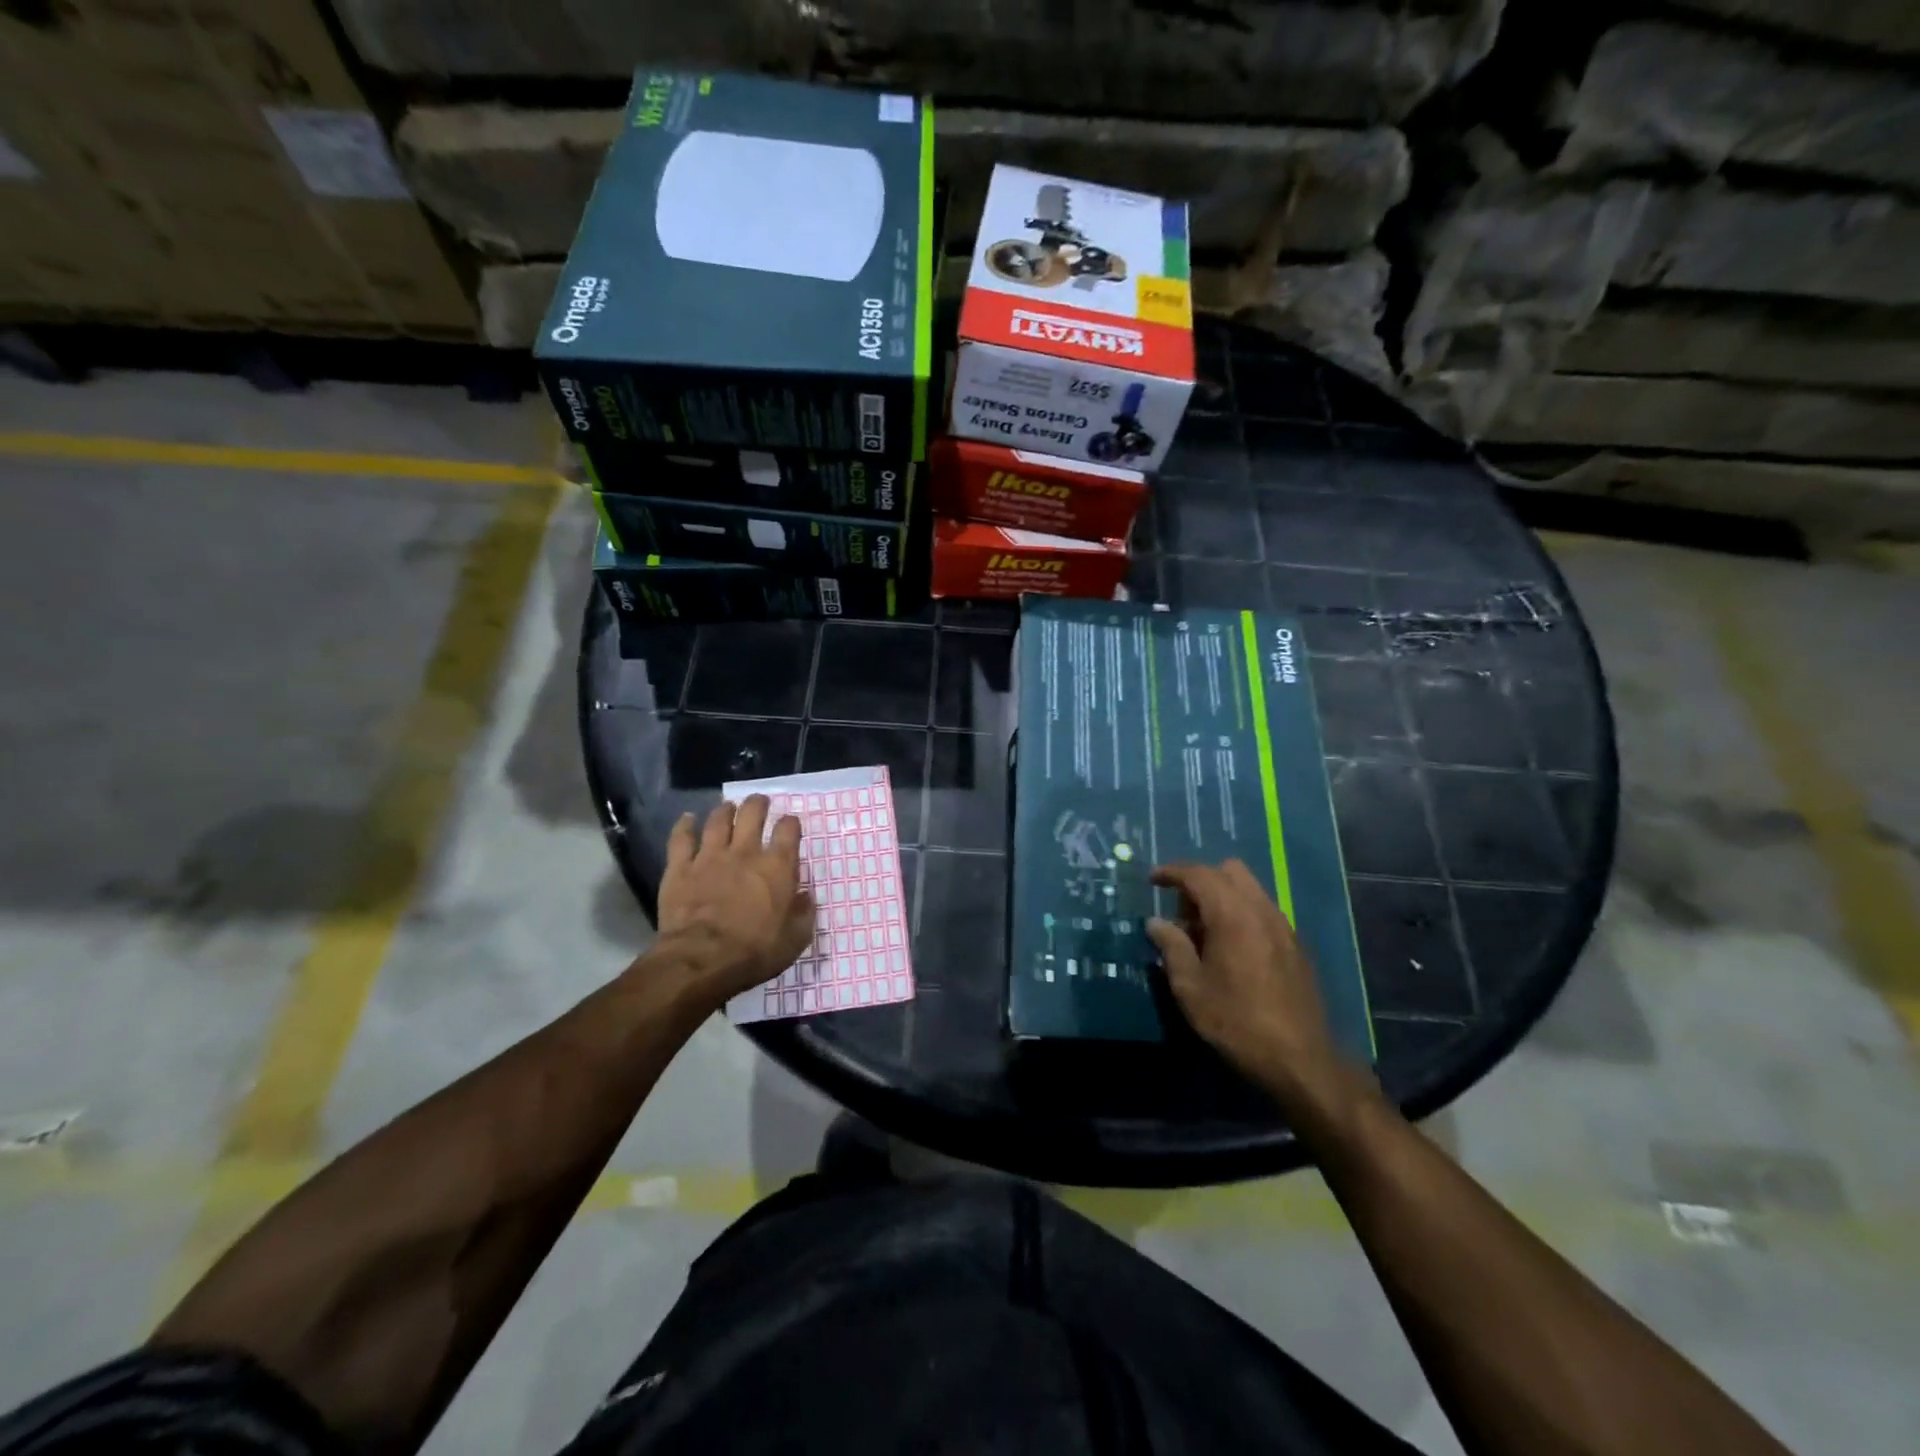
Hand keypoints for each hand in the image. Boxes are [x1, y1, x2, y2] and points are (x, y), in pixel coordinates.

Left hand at [653, 796, 813, 1008]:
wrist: (701, 961)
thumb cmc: (755, 952)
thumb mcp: (795, 939)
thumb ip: (804, 913)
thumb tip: (806, 895)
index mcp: (777, 867)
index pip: (788, 830)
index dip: (791, 823)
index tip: (791, 824)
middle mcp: (745, 852)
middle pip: (752, 814)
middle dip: (758, 804)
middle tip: (760, 803)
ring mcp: (710, 857)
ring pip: (718, 820)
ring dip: (725, 810)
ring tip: (728, 807)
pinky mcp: (680, 868)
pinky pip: (681, 838)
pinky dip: (684, 826)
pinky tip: (687, 819)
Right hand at [1147, 860, 1362, 1118]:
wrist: (1300, 1060)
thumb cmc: (1236, 1022)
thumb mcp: (1190, 988)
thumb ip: (1171, 947)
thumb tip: (1155, 923)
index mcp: (1232, 914)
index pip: (1198, 874)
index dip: (1172, 872)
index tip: (1153, 880)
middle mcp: (1261, 910)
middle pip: (1229, 871)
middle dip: (1201, 881)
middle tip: (1181, 913)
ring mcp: (1283, 926)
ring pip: (1249, 889)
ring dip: (1222, 896)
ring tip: (1204, 934)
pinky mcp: (1295, 945)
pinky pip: (1263, 910)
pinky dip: (1241, 913)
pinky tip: (1231, 949)